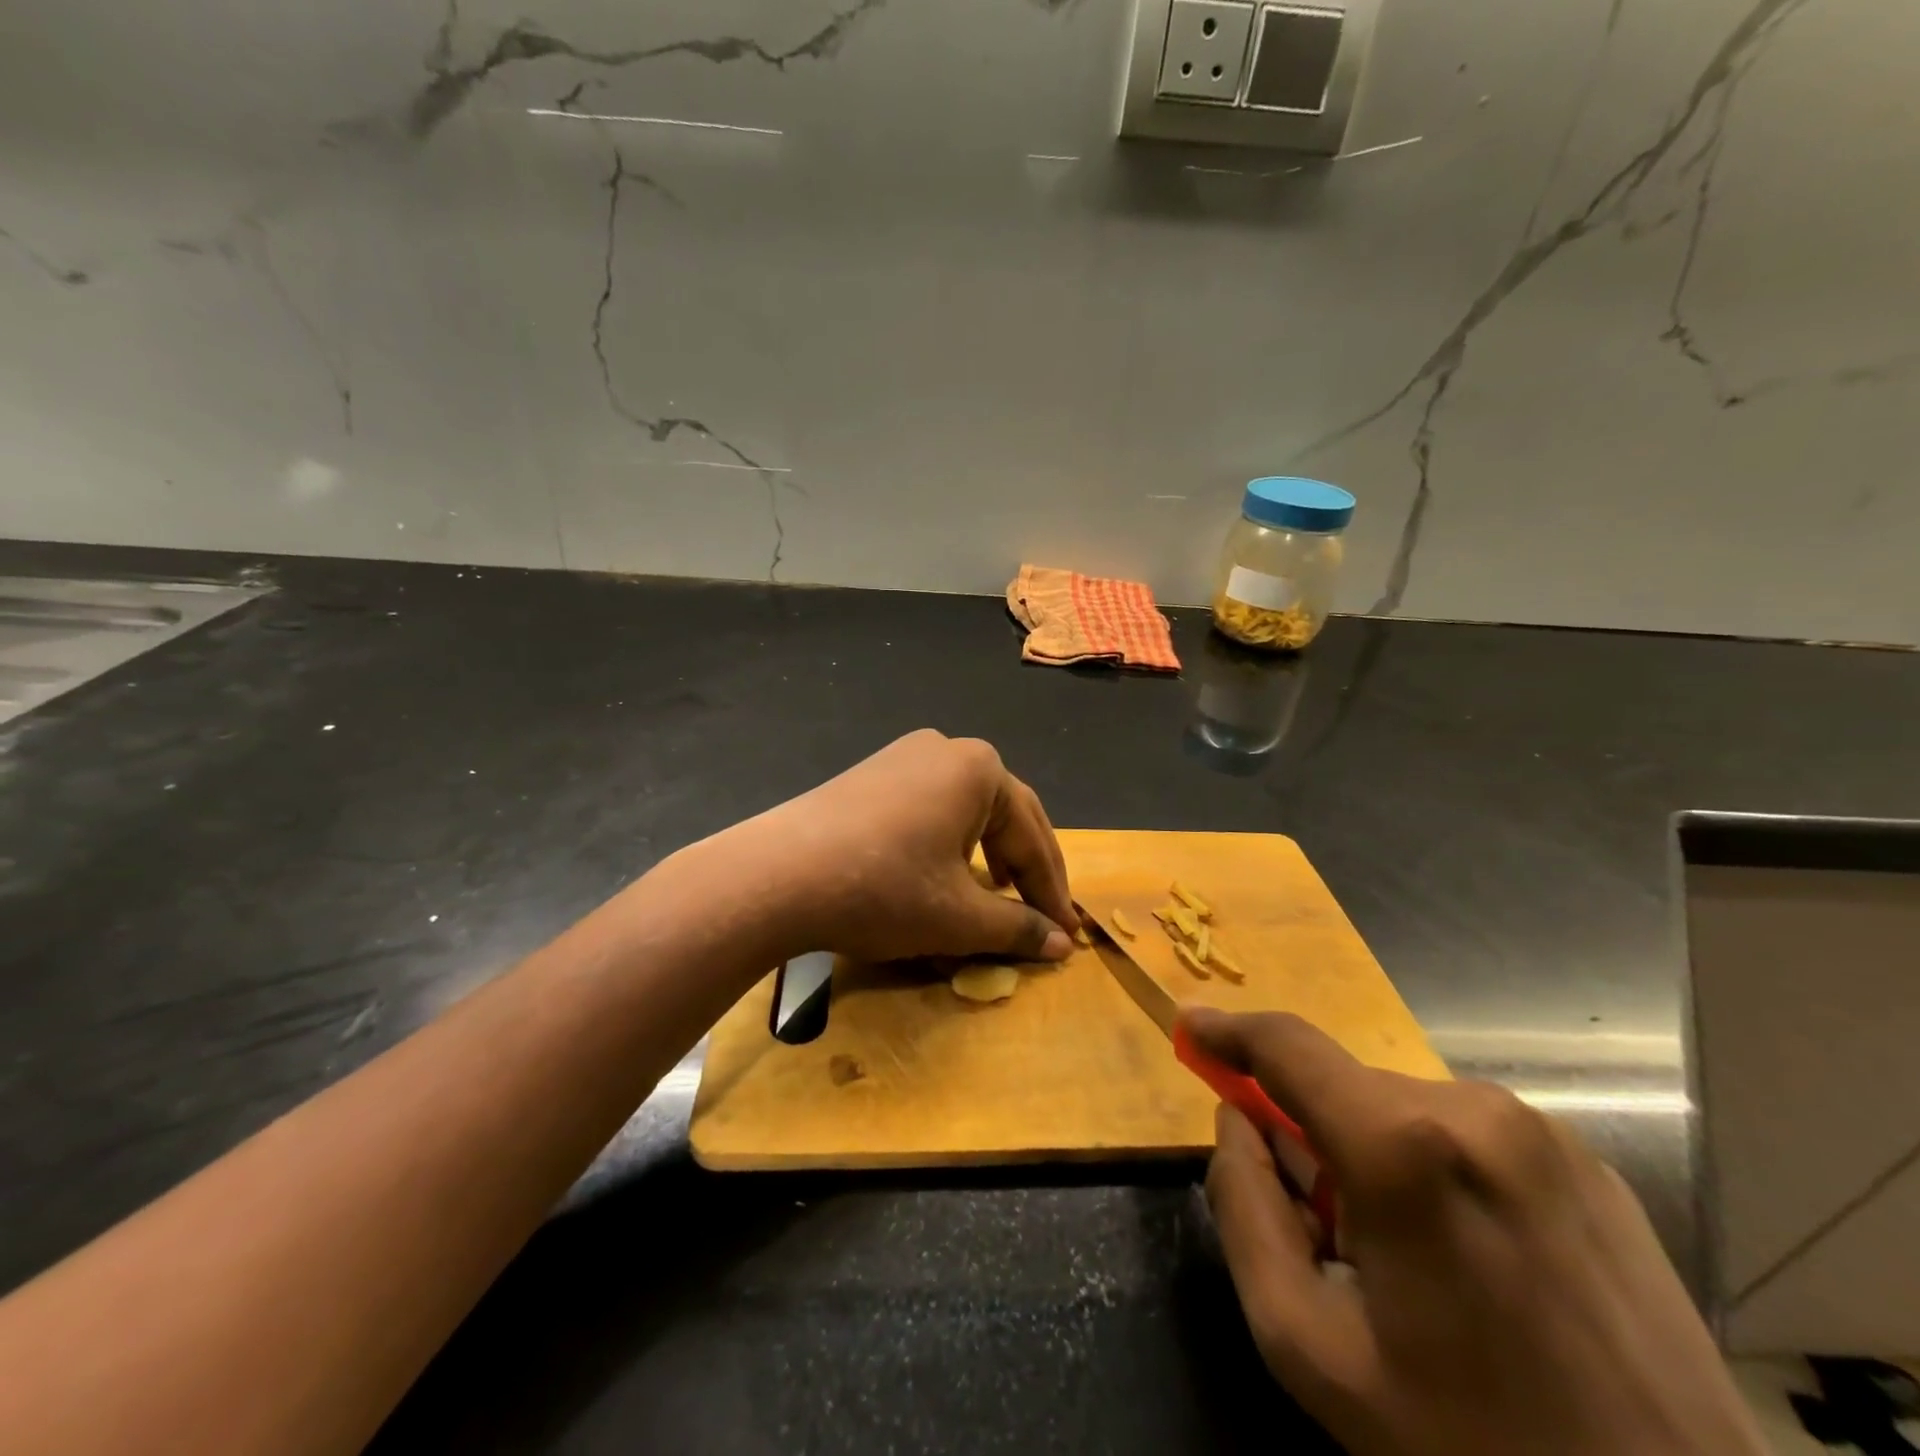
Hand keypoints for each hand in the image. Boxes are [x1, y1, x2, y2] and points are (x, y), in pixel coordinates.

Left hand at [735, 729, 1078, 965]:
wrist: (776, 875)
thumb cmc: (884, 889)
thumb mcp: (959, 917)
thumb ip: (1019, 928)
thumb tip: (1063, 945)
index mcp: (980, 769)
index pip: (1033, 838)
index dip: (1052, 893)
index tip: (1068, 935)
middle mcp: (946, 749)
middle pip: (1005, 814)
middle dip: (1026, 867)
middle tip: (1044, 913)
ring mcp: (903, 756)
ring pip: (966, 809)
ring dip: (990, 850)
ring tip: (999, 888)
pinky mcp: (870, 774)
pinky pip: (929, 807)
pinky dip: (949, 841)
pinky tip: (943, 868)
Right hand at [1187, 1009, 1768, 1455]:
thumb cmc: (1469, 1445)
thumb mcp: (1309, 1346)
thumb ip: (1244, 1210)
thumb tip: (1239, 1120)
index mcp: (1404, 1147)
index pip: (1287, 1047)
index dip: (1230, 1030)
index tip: (1191, 1027)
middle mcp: (1476, 1110)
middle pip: (1346, 1088)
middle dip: (1312, 1133)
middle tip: (1322, 1228)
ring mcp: (1544, 1133)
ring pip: (1406, 1109)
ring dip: (1375, 1153)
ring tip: (1409, 1261)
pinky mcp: (1592, 1164)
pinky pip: (1470, 1134)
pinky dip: (1435, 1165)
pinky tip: (1473, 1258)